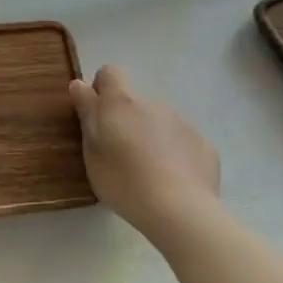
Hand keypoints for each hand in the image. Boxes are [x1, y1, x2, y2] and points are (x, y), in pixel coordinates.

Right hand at [69, 65, 219, 235]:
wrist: (180, 210)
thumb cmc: (124, 180)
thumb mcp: (92, 150)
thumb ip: (87, 114)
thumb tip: (79, 84)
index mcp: (122, 103)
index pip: (110, 73)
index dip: (101, 88)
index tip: (96, 114)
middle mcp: (154, 104)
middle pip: (135, 102)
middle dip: (126, 120)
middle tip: (119, 154)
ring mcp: (182, 123)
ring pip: (159, 122)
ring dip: (150, 137)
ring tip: (147, 173)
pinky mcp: (203, 144)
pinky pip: (182, 141)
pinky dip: (174, 154)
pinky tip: (171, 181)